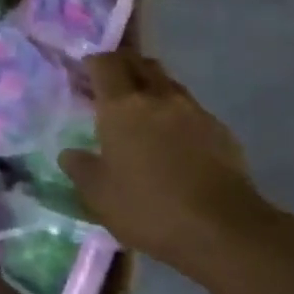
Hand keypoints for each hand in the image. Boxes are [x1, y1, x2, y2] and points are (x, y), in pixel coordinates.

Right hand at [59, 52, 275, 274]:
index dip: (93, 62)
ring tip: (140, 110)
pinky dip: (175, 112)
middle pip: (139, 62)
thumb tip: (70, 154)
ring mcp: (193, 111)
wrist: (224, 230)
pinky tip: (172, 139)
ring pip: (167, 82)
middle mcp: (159, 97)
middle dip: (122, 65)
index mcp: (122, 107)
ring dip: (150, 86)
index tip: (83, 73)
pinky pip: (190, 108)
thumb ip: (80, 168)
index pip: (105, 64)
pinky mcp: (220, 130)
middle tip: (109, 83)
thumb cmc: (149, 208)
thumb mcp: (98, 195)